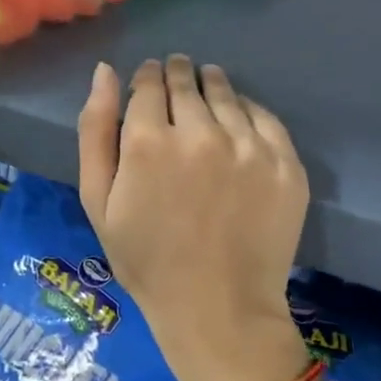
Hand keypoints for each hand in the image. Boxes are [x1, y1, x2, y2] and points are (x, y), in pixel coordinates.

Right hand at [77, 55, 311, 380]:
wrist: (217, 309)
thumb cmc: (145, 258)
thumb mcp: (97, 199)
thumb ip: (96, 130)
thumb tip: (105, 72)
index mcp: (149, 141)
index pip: (148, 82)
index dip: (145, 77)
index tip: (147, 82)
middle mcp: (201, 133)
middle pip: (187, 81)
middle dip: (176, 74)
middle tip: (175, 79)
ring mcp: (248, 147)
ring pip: (226, 92)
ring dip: (211, 84)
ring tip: (205, 90)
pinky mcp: (284, 164)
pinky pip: (264, 116)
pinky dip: (246, 109)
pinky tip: (236, 119)